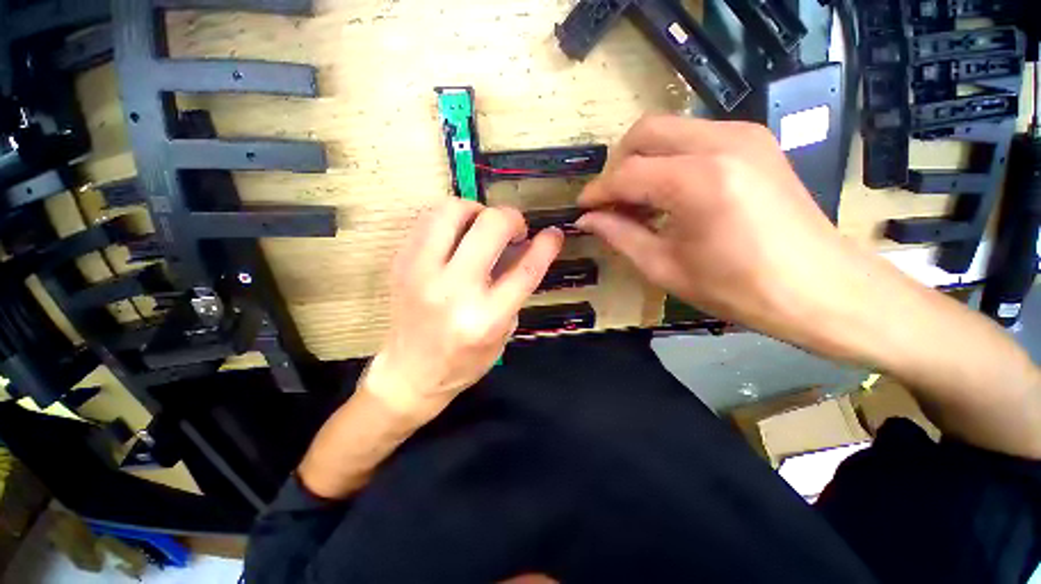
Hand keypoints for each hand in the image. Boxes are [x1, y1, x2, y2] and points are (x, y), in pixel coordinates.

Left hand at [363, 199, 562, 424]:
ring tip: (482, 226)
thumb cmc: (463, 362)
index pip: (525, 268)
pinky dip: (450, 218)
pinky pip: (427, 220)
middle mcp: (453, 290)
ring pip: (452, 210)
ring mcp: (421, 272)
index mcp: (486, 317)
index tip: (553, 233)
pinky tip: (458, 234)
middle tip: (514, 230)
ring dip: (477, 210)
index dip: (546, 245)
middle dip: (511, 218)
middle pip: (491, 227)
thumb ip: (514, 290)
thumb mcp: (503, 333)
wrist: (409, 374)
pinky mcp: (401, 263)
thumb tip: (523, 249)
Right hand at [576, 115, 866, 352]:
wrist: (820, 288)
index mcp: (698, 182)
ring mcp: (744, 135)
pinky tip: (669, 194)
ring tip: (638, 202)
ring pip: (668, 129)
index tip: (582, 210)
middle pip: (644, 132)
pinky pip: (693, 137)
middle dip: (617, 166)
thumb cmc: (738, 288)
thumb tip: (586, 219)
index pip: (626, 173)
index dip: (597, 192)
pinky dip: (669, 159)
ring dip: (642, 161)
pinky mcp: (755, 140)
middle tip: (612, 203)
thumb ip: (619, 235)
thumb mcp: (664, 268)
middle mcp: (721, 142)